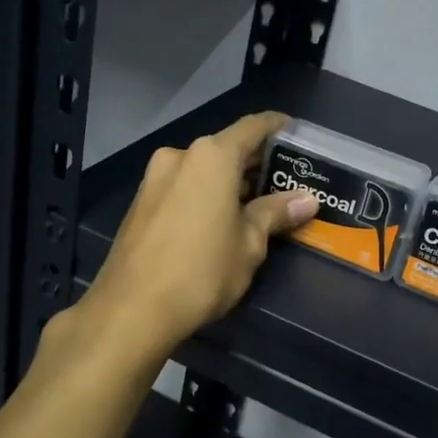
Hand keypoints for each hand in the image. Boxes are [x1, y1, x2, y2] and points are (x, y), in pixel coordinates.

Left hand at [78, 112, 315, 356]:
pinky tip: (219, 220)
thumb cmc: (202, 271)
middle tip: (284, 183)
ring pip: (202, 170)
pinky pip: (182, 187)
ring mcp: (154, 178)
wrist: (131, 310)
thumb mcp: (249, 244)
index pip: (253, 127)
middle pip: (226, 148)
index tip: (297, 135)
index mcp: (212, 157)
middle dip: (254, 163)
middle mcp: (180, 156)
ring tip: (255, 206)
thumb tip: (306, 200)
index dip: (278, 127)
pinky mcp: (140, 203)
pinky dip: (204, 194)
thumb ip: (275, 214)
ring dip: (228, 182)